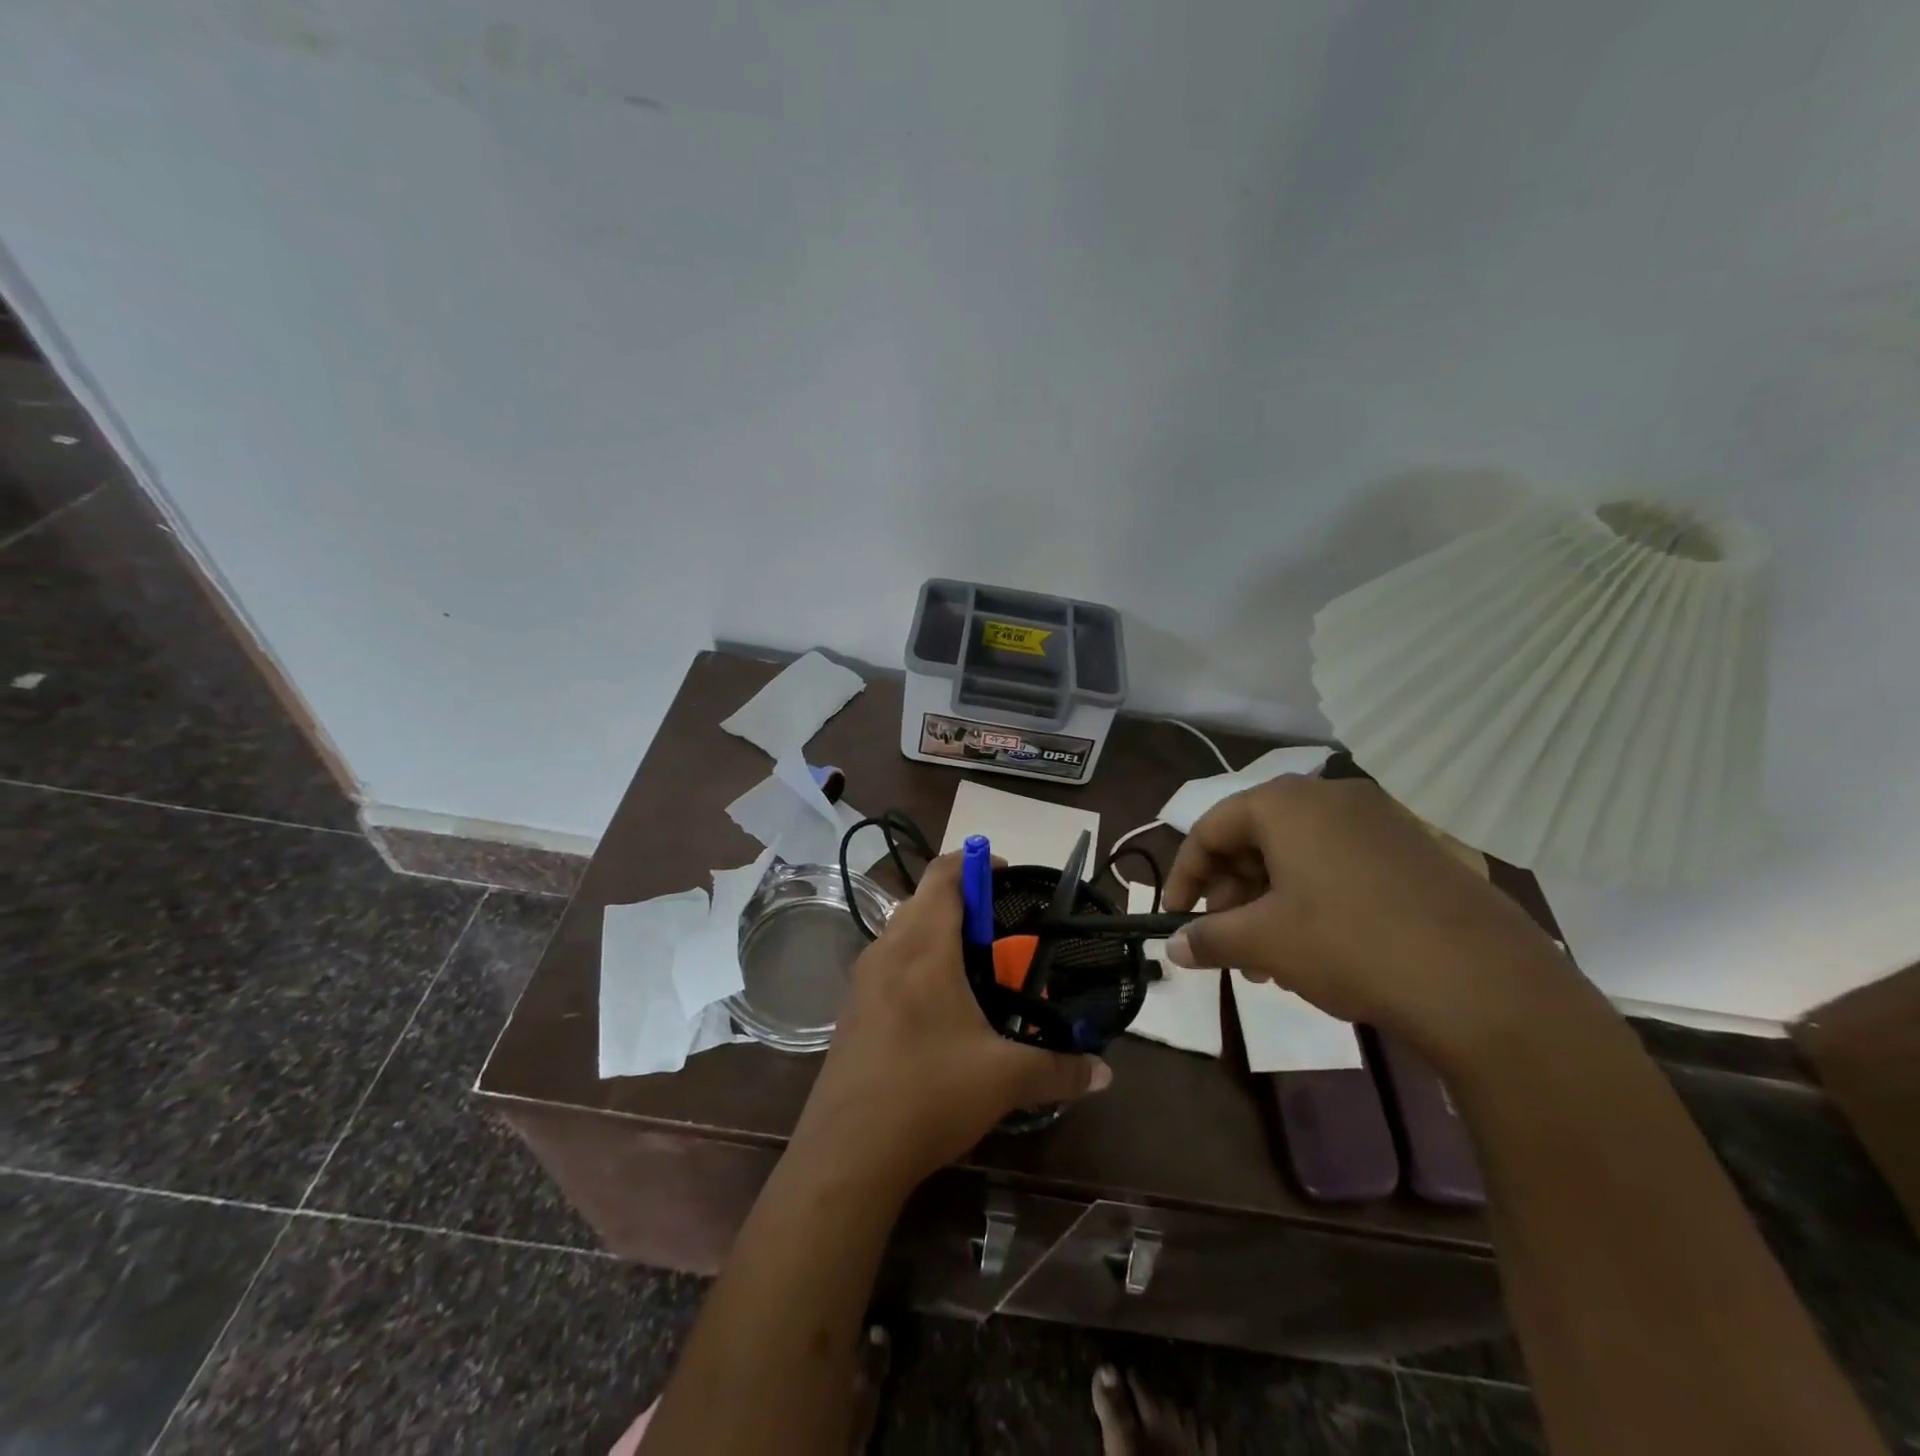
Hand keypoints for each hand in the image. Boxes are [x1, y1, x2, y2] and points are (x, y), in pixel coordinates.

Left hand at [793, 853, 1110, 1195]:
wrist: (847, 1153)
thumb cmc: (929, 1093)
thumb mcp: (1004, 1078)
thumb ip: (1059, 1068)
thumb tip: (1105, 1073)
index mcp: (923, 946)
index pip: (944, 875)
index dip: (975, 862)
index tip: (1006, 874)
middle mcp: (887, 949)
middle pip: (922, 899)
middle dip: (961, 902)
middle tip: (1000, 929)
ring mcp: (862, 980)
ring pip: (902, 931)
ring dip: (936, 932)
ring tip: (974, 966)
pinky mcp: (851, 1009)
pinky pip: (888, 963)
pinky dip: (916, 962)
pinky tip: (938, 1007)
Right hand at [1163, 776, 1595, 1067]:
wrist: (1487, 985)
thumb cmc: (1350, 945)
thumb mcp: (1264, 943)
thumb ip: (1207, 938)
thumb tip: (1172, 946)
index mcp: (1286, 803)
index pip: (1210, 828)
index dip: (1184, 876)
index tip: (1174, 918)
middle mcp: (1331, 796)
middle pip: (1255, 839)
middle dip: (1231, 895)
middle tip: (1225, 945)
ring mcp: (1381, 820)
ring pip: (1299, 856)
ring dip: (1269, 904)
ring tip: (1268, 960)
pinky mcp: (1418, 850)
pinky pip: (1342, 865)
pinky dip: (1313, 900)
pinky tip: (1318, 949)